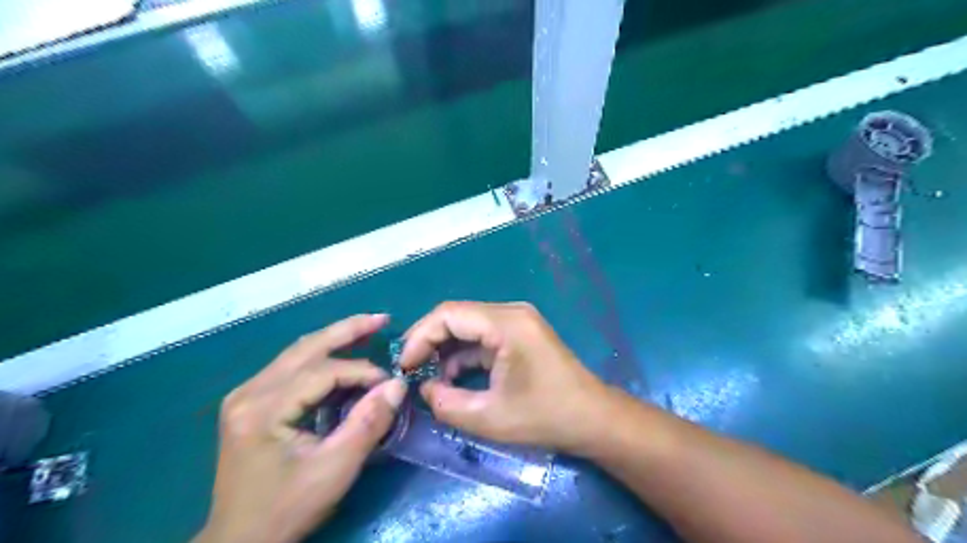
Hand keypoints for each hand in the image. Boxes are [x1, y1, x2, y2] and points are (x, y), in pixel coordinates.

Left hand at [195, 316, 406, 542]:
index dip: (362, 372)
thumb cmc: (287, 509)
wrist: (239, 541)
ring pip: (297, 352)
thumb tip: (397, 385)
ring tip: (368, 328)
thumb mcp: (334, 470)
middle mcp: (249, 392)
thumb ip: (368, 424)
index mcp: (263, 409)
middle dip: (348, 330)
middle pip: (305, 348)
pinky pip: (290, 366)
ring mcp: (245, 395)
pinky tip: (341, 354)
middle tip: (382, 319)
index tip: (391, 383)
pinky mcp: (250, 402)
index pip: (322, 372)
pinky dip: (320, 356)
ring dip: (335, 338)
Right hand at [398, 302, 610, 453]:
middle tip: (409, 371)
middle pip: (457, 315)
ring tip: (428, 378)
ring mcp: (517, 321)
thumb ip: (446, 403)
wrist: (593, 419)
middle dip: (429, 342)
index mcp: (506, 323)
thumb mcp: (489, 418)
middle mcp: (511, 312)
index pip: (448, 314)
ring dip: (445, 349)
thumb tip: (423, 389)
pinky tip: (452, 377)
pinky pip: (482, 336)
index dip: (419, 337)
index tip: (403, 367)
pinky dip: (464, 354)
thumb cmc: (545, 416)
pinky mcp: (520, 334)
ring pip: (468, 325)